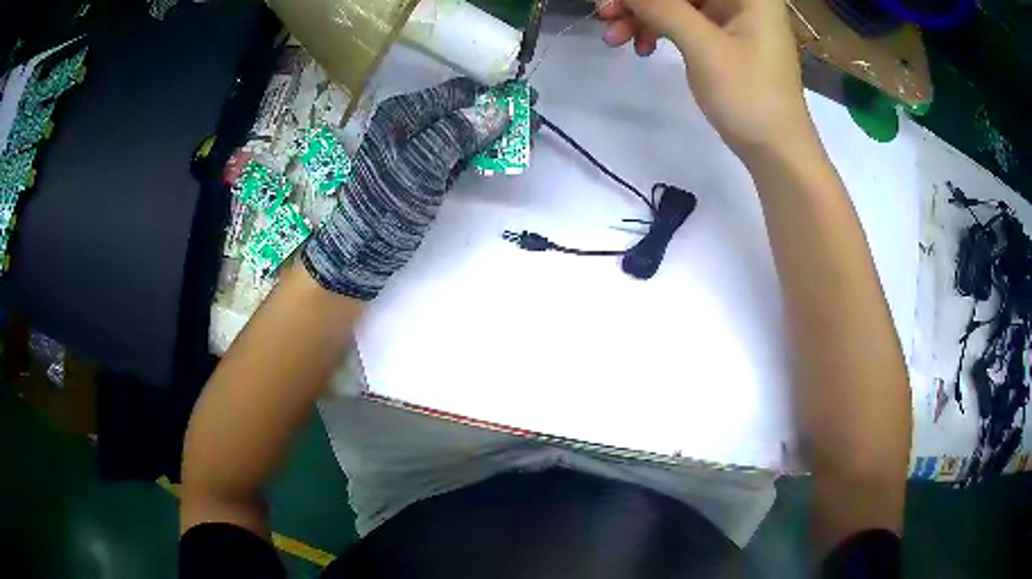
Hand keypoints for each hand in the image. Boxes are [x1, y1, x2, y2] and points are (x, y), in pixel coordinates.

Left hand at [302, 77, 508, 299]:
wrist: (363, 251)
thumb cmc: (388, 204)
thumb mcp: (421, 165)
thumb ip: (458, 133)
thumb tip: (499, 110)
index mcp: (405, 112)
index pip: (458, 93)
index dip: (494, 94)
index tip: (527, 100)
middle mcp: (412, 123)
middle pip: (464, 110)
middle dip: (500, 113)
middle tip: (533, 121)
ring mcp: (419, 148)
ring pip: (465, 132)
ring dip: (496, 133)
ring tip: (527, 138)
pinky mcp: (426, 171)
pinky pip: (459, 153)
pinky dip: (482, 152)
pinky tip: (502, 154)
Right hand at [598, 0, 813, 156]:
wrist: (777, 153)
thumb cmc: (751, 98)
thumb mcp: (704, 47)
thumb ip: (662, 7)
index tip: (616, 1)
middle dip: (641, 1)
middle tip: (604, 14)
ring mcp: (733, 18)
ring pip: (677, 3)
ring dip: (643, 16)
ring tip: (615, 38)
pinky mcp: (725, 38)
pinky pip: (684, 22)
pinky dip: (660, 30)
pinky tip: (641, 47)